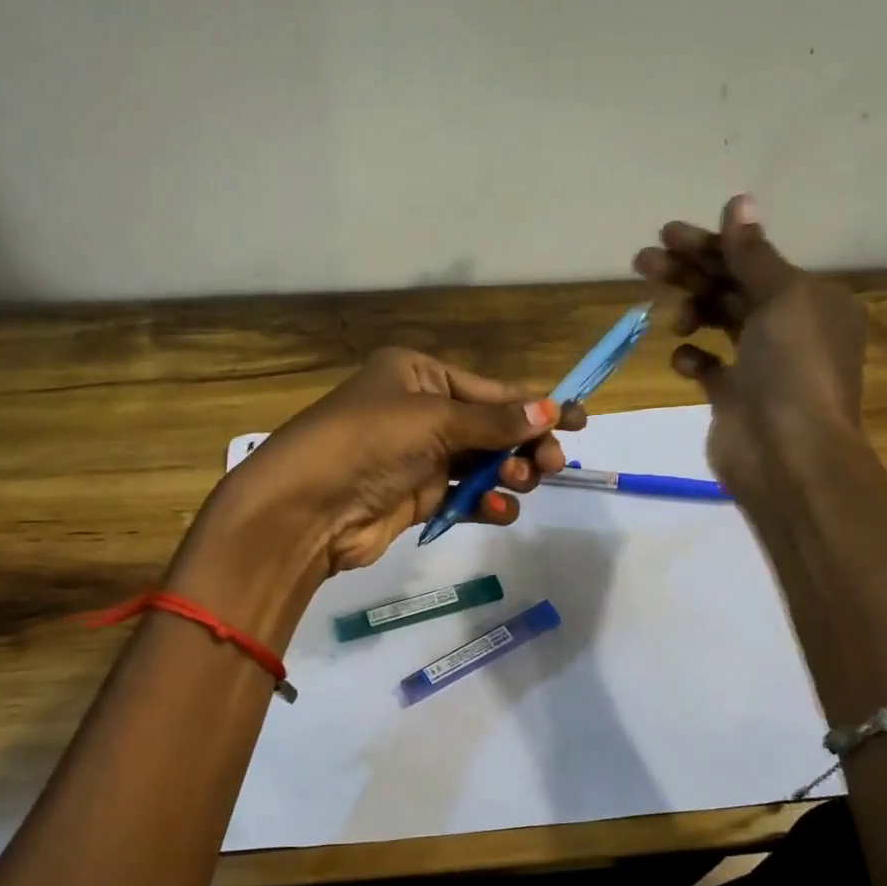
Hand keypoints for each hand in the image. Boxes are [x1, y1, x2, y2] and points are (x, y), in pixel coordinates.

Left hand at [218, 347, 584, 574]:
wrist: (307, 507)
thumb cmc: (369, 442)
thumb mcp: (434, 420)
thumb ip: (494, 421)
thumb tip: (551, 407)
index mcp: (418, 375)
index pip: (489, 389)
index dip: (534, 403)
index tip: (579, 419)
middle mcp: (419, 411)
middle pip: (490, 427)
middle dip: (524, 444)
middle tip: (552, 464)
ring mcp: (417, 457)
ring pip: (480, 463)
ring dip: (507, 474)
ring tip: (520, 483)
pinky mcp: (415, 498)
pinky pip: (462, 496)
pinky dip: (484, 503)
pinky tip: (498, 511)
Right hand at [634, 194, 868, 498]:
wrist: (788, 456)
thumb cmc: (793, 370)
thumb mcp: (782, 299)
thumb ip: (753, 254)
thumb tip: (739, 202)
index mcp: (812, 299)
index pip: (754, 259)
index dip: (711, 244)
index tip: (667, 234)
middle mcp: (789, 327)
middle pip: (731, 287)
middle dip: (689, 272)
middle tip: (643, 259)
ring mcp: (761, 365)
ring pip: (717, 322)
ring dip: (689, 310)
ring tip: (668, 318)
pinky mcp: (735, 397)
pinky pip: (708, 367)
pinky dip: (693, 358)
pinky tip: (684, 359)